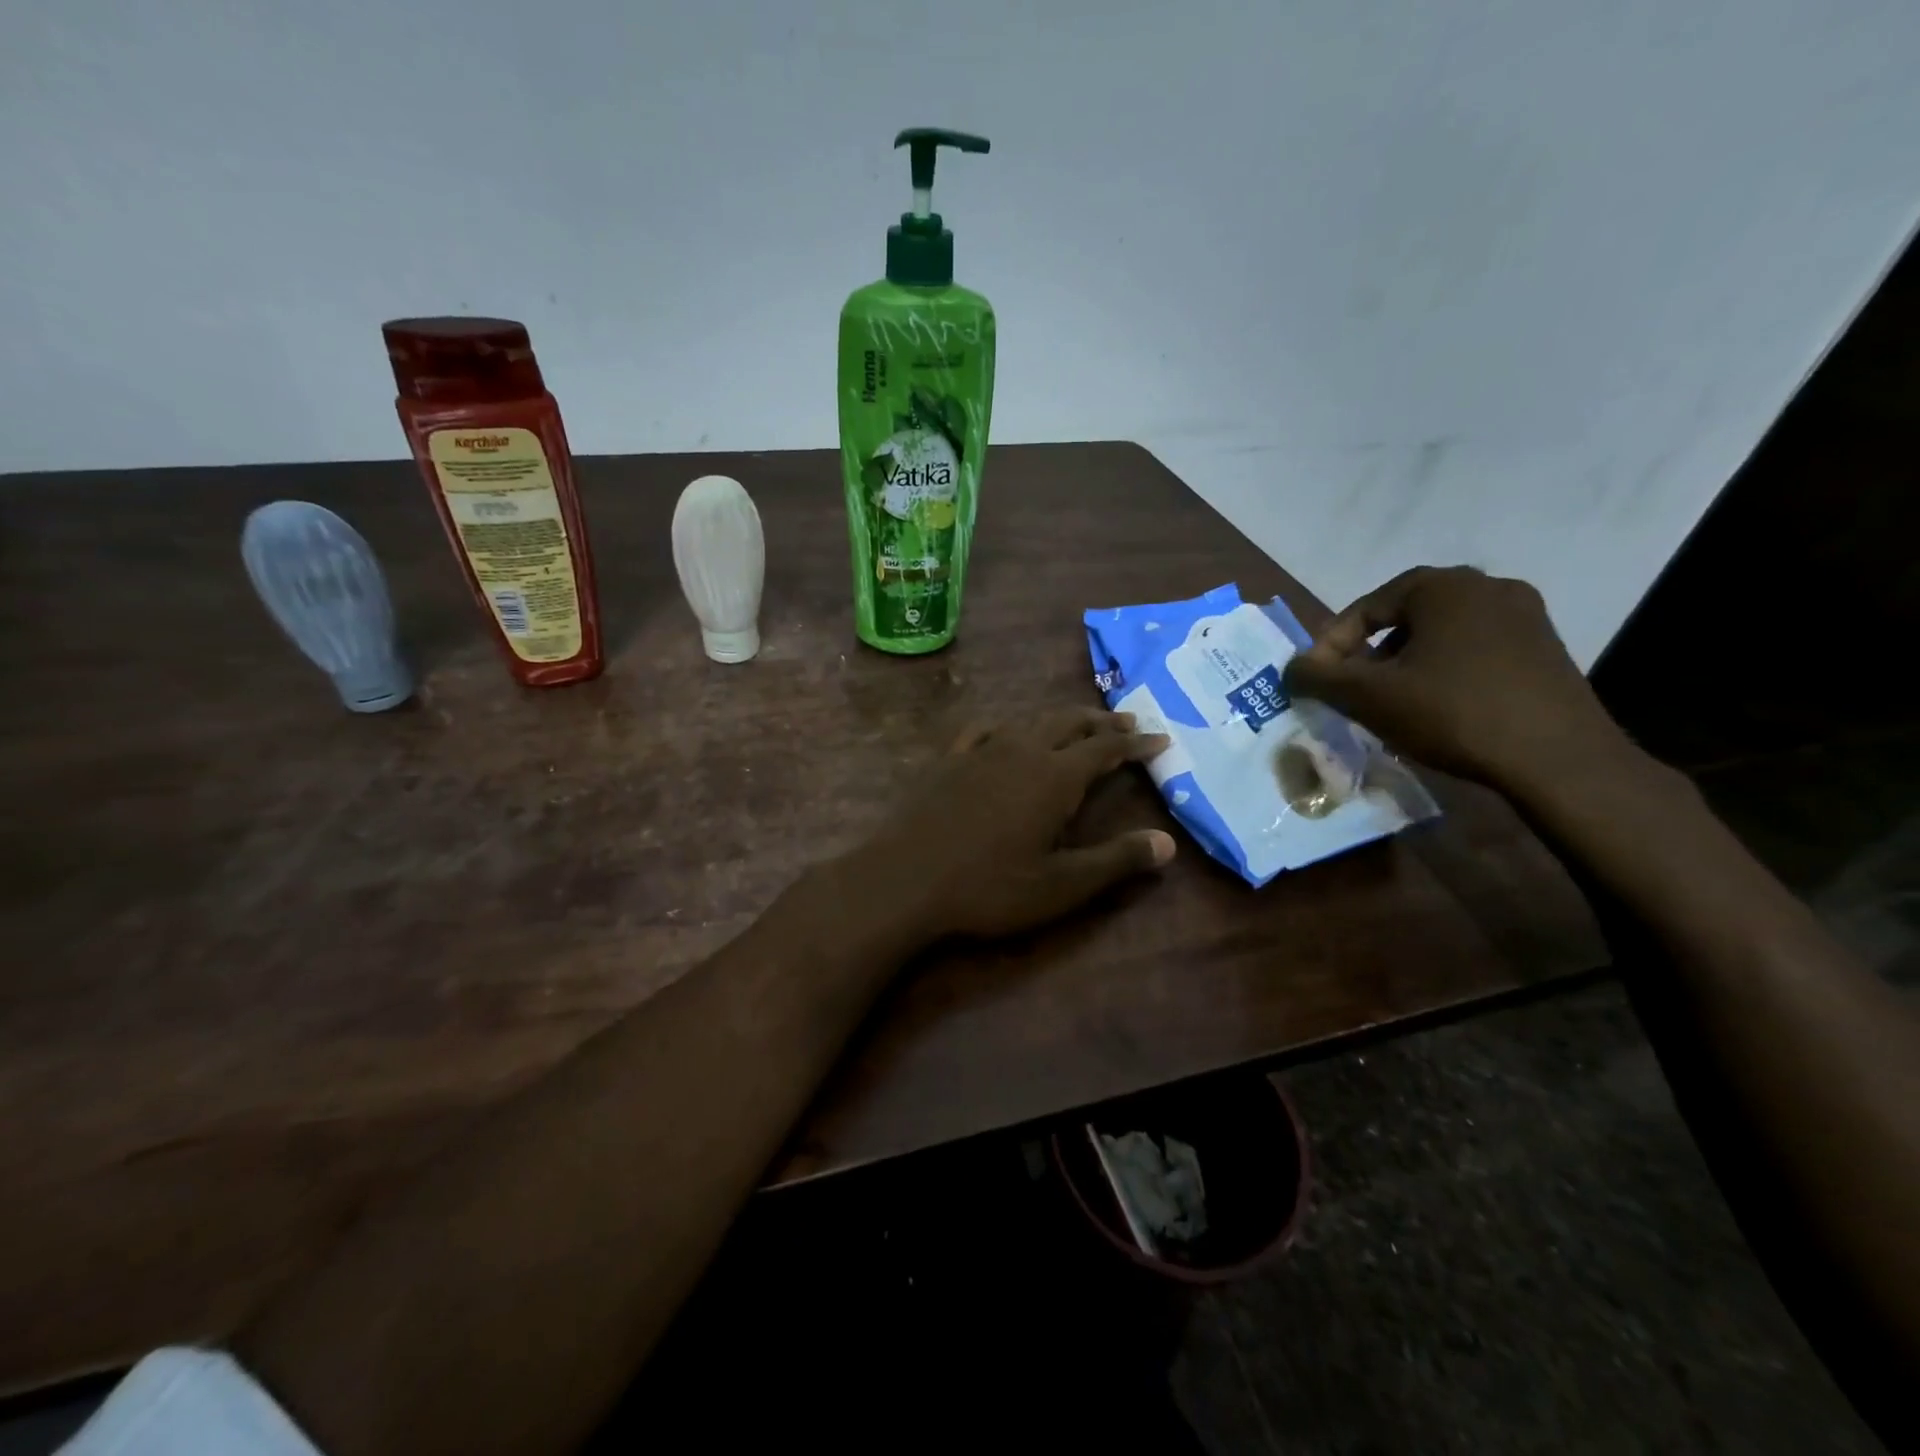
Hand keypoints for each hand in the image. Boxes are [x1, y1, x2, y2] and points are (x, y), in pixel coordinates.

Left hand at [841, 708, 1175, 942]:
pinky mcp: (947, 761)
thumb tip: (1167, 843)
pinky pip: (983, 731)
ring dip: (1059, 721)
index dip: (1136, 743)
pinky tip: (1003, 733)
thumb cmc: (990, 888)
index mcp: (1055, 776)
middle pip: (1069, 723)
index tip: (1161, 738)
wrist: (904, 880)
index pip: (1106, 748)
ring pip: (1029, 722)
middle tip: (1127, 721)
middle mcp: (1021, 751)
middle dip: (1102, 722)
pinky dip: (1006, 727)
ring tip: (1076, 725)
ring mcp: (979, 751)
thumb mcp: (1062, 885)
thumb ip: (1117, 861)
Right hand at [1283, 566, 1633, 793]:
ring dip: (1404, 665)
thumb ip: (1318, 677)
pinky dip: (1443, 672)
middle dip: (1368, 655)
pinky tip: (1436, 708)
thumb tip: (1291, 668)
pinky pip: (1473, 651)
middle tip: (1351, 692)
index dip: (1331, 645)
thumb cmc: (1453, 713)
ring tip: (1390, 704)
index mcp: (1443, 586)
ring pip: (1439, 635)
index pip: (1366, 607)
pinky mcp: (1545, 649)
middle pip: (1403, 619)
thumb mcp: (1368, 697)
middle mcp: (1487, 587)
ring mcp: (1524, 616)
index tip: (1318, 682)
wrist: (1557, 758)